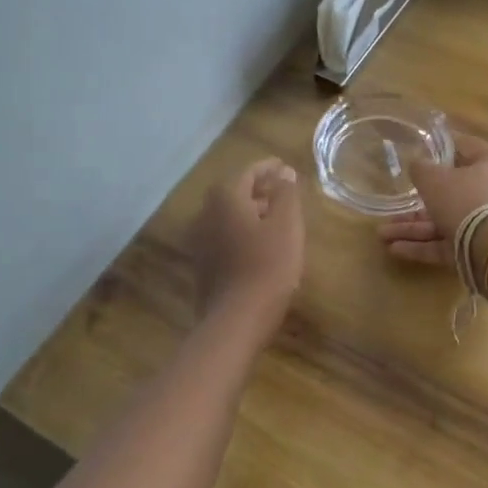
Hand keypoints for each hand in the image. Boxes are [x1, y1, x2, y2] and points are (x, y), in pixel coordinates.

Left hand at [189, 158, 304, 328]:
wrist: (236, 320)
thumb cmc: (268, 266)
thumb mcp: (287, 225)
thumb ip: (286, 194)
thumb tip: (283, 172)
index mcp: (226, 198)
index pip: (248, 171)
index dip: (269, 168)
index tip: (286, 168)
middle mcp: (206, 213)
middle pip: (234, 192)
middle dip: (259, 189)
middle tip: (283, 192)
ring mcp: (200, 240)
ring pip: (228, 215)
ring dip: (250, 211)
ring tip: (276, 219)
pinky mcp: (202, 263)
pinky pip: (224, 235)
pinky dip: (241, 231)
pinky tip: (260, 245)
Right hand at [376, 134, 487, 267]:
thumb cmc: (465, 199)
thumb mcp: (434, 179)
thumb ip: (421, 169)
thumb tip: (417, 164)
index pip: (466, 147)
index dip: (441, 146)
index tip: (419, 148)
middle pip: (451, 190)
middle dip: (416, 200)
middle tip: (393, 202)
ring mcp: (485, 223)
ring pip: (444, 220)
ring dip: (413, 227)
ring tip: (382, 234)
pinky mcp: (477, 249)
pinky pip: (446, 243)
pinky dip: (422, 245)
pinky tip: (394, 249)